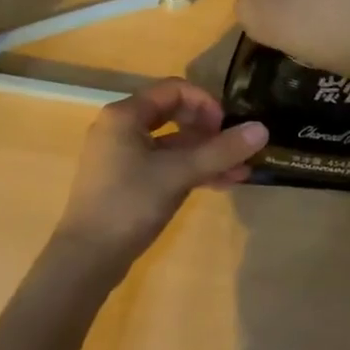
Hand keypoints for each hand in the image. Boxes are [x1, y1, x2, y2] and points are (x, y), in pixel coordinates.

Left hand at [52, 79, 266, 277]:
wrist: (86, 259)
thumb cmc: (130, 204)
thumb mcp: (179, 174)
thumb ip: (220, 151)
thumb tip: (262, 129)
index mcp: (125, 114)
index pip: (174, 90)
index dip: (206, 103)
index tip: (227, 127)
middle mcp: (120, 127)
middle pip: (173, 114)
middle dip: (209, 130)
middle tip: (233, 148)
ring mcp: (121, 155)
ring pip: (171, 143)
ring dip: (205, 154)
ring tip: (240, 171)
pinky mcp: (125, 181)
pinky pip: (163, 164)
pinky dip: (189, 170)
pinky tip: (220, 184)